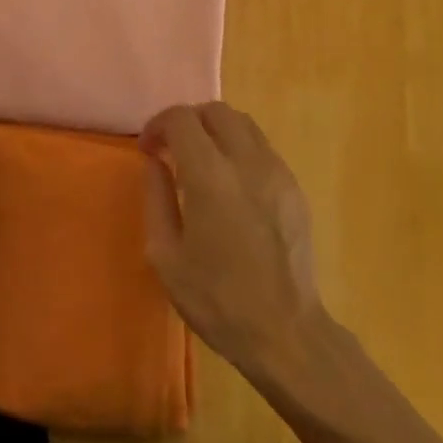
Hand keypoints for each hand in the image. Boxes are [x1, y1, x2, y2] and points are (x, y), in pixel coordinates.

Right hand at [140, 103, 327, 382]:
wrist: (285, 332)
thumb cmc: (217, 299)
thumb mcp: (166, 256)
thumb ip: (156, 198)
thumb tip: (156, 162)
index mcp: (210, 176)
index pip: (181, 119)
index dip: (158, 124)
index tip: (148, 149)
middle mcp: (246, 161)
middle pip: (216, 110)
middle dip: (188, 121)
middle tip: (173, 149)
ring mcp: (276, 171)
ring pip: (243, 123)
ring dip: (216, 130)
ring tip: (201, 162)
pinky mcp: (294, 187)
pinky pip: (262, 148)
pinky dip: (239, 148)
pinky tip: (230, 184)